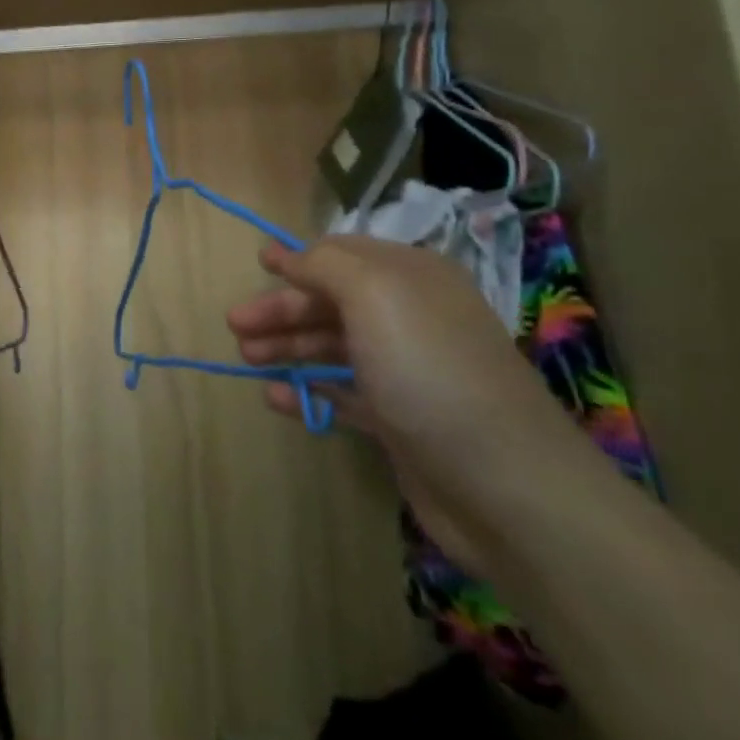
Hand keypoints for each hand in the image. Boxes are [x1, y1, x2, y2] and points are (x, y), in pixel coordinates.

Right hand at [226, 237, 594, 571]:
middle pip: (331, 302)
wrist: (503, 485)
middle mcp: (409, 317)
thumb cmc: (429, 370)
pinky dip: (308, 391)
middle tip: (235, 326)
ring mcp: (405, 371)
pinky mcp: (399, 420)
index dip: (298, 260)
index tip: (257, 266)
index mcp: (410, 277)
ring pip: (332, 347)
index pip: (343, 255)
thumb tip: (287, 253)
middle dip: (282, 310)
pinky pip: (342, 395)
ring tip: (247, 360)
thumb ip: (324, 264)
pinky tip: (276, 397)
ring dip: (288, 348)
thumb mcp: (374, 294)